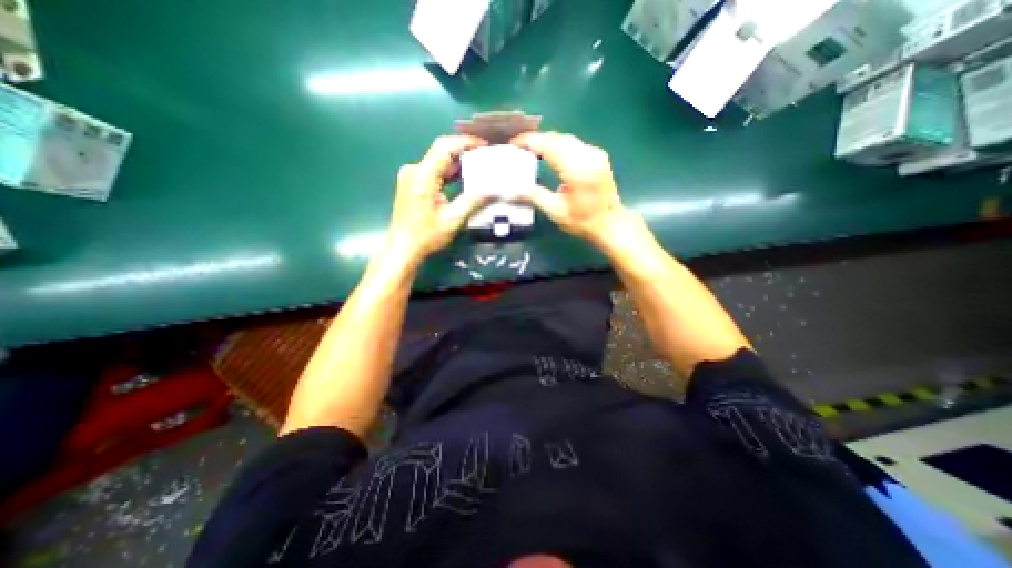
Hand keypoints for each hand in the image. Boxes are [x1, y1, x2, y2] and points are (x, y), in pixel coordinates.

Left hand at [385, 136, 492, 263]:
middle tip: (485, 157)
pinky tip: (463, 179)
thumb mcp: (452, 220)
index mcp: (422, 176)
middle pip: (441, 152)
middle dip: (464, 152)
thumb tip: (495, 191)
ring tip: (479, 167)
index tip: (484, 145)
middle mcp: (414, 170)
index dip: (465, 142)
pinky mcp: (412, 184)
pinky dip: (448, 173)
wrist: (402, 249)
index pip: (444, 147)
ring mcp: (411, 177)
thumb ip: (473, 201)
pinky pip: (433, 172)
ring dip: (457, 164)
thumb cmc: (425, 236)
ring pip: (437, 162)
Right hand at [514, 130, 630, 243]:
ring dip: (547, 141)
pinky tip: (550, 153)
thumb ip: (534, 196)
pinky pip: (574, 143)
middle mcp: (587, 155)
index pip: (548, 145)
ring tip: (530, 149)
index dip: (529, 141)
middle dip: (536, 139)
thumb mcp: (556, 212)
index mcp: (576, 169)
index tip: (513, 144)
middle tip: (519, 147)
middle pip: (557, 138)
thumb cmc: (583, 221)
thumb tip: (512, 191)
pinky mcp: (598, 156)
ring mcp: (595, 153)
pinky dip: (559, 145)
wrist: (611, 224)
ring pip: (566, 138)